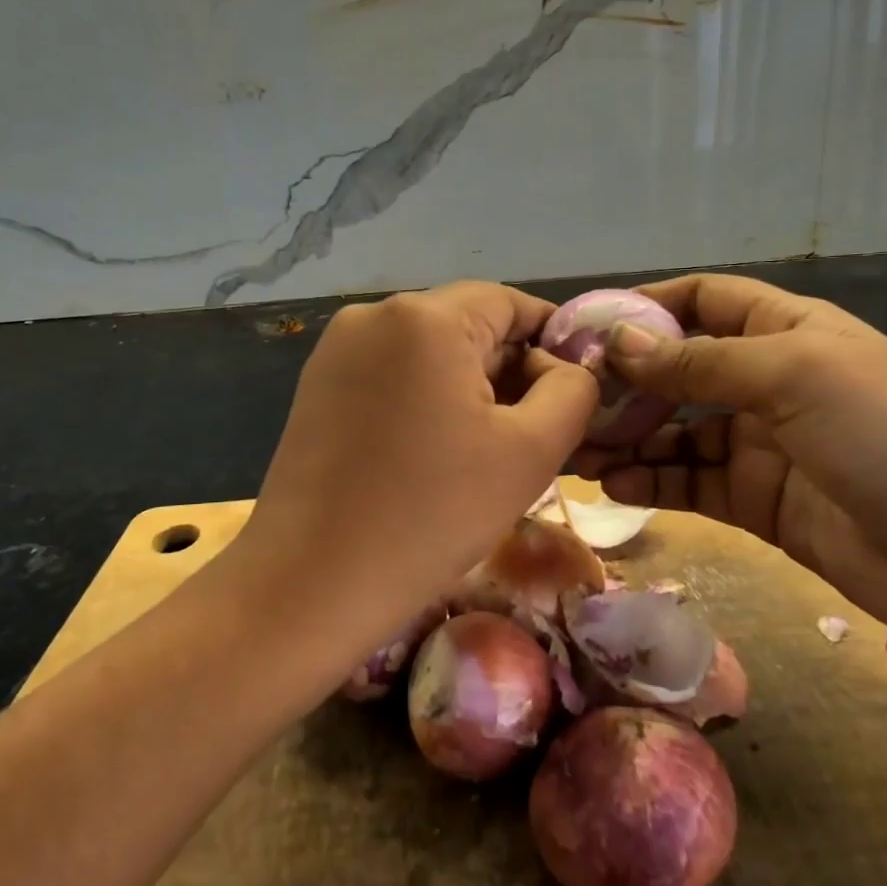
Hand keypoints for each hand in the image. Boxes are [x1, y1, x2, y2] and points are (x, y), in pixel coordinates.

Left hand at [232, 282, 596, 657]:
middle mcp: (374, 315)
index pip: (512, 303)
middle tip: (531, 436)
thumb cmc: (433, 513)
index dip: (552, 343)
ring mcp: (337, 350)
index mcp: (426, 317)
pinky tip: (432, 454)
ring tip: (483, 452)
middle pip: (469, 325)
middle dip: (510, 371)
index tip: (571, 396)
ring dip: (469, 389)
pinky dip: (426, 401)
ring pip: (431, 353)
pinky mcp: (318, 386)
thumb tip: (563, 367)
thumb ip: (573, 390)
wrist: (312, 583)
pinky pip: (393, 375)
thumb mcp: (531, 451)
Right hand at [574, 274, 886, 670]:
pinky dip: (651, 481)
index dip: (644, 307)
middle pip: (678, 369)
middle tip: (566, 405)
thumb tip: (617, 342)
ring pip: (676, 431)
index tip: (584, 328)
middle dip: (624, 384)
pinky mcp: (757, 502)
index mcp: (786, 330)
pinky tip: (614, 486)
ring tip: (576, 452)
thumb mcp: (794, 378)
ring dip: (628, 437)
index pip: (702, 300)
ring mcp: (761, 444)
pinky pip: (691, 482)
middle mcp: (769, 380)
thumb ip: (700, 362)